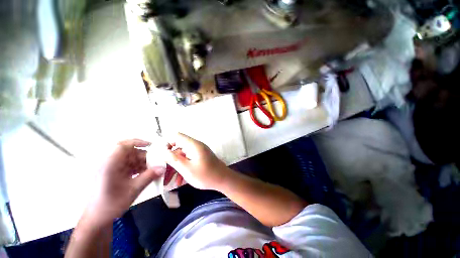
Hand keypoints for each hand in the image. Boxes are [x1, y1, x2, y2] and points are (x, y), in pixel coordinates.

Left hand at [86, 139, 163, 224]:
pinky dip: (139, 168)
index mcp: (110, 165)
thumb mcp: (133, 190)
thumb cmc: (111, 205)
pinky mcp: (115, 174)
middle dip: (145, 156)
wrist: (97, 219)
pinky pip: (129, 166)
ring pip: (131, 159)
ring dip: (143, 163)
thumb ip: (149, 176)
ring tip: (153, 170)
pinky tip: (146, 174)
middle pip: (130, 153)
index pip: (123, 145)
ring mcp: (112, 169)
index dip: (138, 142)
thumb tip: (163, 168)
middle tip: (156, 163)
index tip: (152, 145)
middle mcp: (110, 164)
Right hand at [163, 133, 230, 189]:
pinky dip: (184, 168)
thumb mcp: (187, 169)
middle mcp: (196, 146)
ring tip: (170, 180)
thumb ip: (173, 159)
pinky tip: (180, 181)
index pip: (177, 136)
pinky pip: (189, 160)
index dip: (167, 143)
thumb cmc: (205, 175)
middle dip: (170, 160)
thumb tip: (162, 150)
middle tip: (164, 172)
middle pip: (179, 148)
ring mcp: (199, 152)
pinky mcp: (201, 157)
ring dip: (176, 166)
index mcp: (193, 145)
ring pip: (183, 156)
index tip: (162, 155)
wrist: (222, 179)